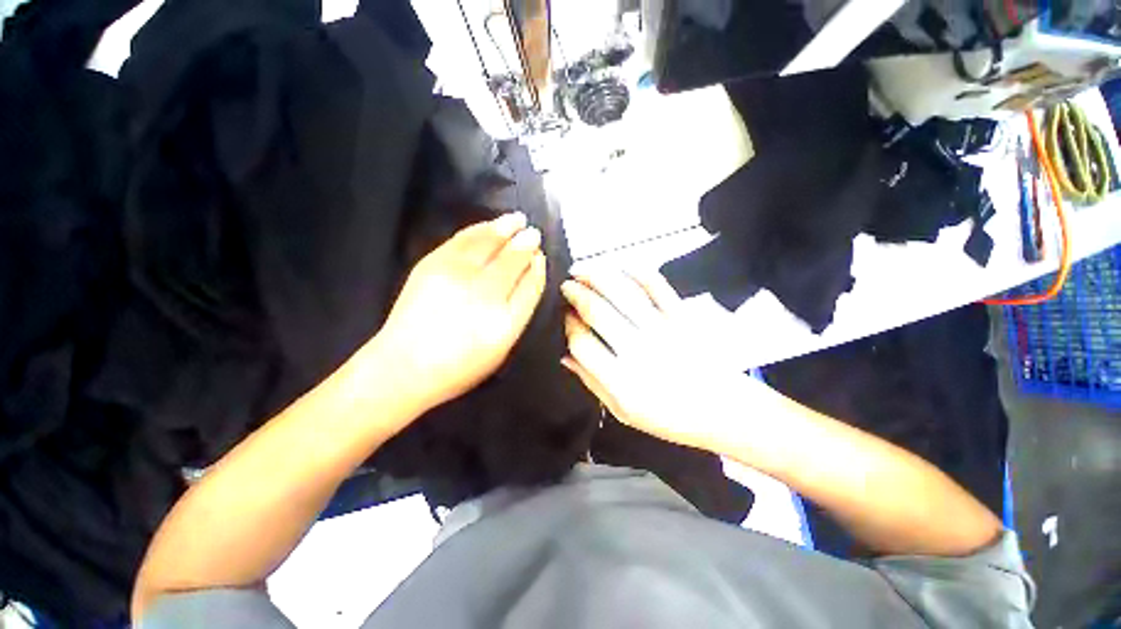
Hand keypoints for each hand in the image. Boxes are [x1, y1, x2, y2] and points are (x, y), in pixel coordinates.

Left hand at [375, 213, 546, 412]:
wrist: (405, 366)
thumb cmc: (461, 363)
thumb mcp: (502, 346)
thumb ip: (520, 307)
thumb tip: (532, 270)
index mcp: (504, 320)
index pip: (530, 283)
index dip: (536, 266)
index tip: (540, 255)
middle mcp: (483, 293)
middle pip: (512, 258)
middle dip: (525, 242)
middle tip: (533, 232)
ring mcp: (456, 275)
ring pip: (488, 242)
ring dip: (505, 227)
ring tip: (517, 219)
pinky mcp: (432, 264)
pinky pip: (463, 238)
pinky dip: (480, 228)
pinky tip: (490, 225)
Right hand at [560, 272, 753, 451]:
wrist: (724, 410)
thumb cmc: (670, 417)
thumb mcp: (624, 413)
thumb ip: (592, 383)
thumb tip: (564, 356)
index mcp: (622, 383)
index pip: (583, 343)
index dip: (569, 325)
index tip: (564, 316)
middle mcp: (639, 352)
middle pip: (598, 312)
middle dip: (577, 293)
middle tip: (566, 285)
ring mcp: (663, 331)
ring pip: (622, 293)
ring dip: (598, 276)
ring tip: (582, 269)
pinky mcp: (682, 318)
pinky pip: (657, 287)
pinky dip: (637, 271)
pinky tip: (621, 266)